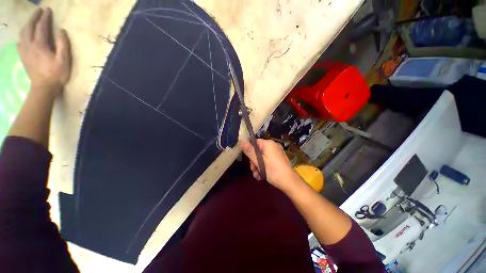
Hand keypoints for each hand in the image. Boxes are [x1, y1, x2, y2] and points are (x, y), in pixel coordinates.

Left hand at [18, 8, 71, 94]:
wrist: (43, 88)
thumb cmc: (56, 74)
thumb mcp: (64, 60)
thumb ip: (63, 45)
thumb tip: (61, 30)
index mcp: (40, 45)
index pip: (41, 27)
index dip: (45, 17)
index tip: (48, 10)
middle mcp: (30, 45)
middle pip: (29, 27)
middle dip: (34, 17)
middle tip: (39, 11)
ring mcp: (25, 51)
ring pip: (23, 33)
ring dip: (27, 24)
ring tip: (31, 20)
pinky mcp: (23, 56)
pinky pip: (20, 42)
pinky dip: (22, 36)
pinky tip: (25, 35)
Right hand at [241, 139, 299, 191]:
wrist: (289, 182)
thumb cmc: (273, 171)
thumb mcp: (259, 161)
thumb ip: (250, 151)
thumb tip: (242, 141)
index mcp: (268, 144)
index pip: (255, 142)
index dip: (250, 151)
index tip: (249, 160)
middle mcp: (273, 146)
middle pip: (258, 150)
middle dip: (254, 161)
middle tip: (253, 170)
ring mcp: (276, 152)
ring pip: (262, 156)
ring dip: (257, 165)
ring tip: (257, 175)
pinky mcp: (278, 158)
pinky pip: (267, 159)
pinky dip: (263, 166)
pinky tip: (261, 175)